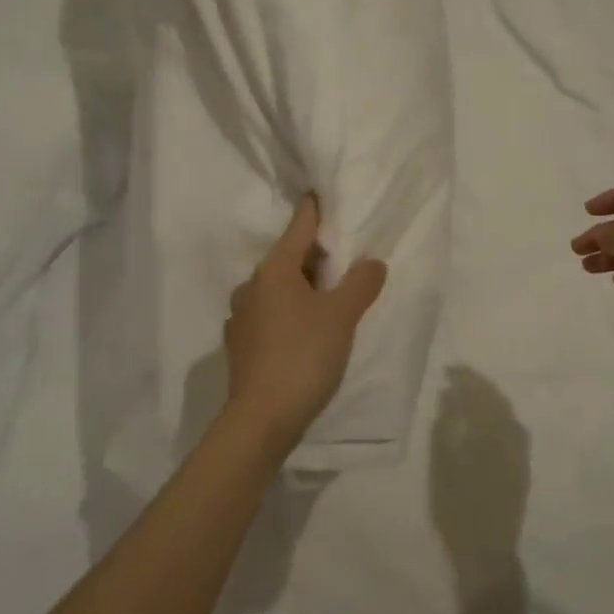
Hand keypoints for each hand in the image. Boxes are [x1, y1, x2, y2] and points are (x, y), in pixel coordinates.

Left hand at [223, 196, 387, 449]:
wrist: (261, 419)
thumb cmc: (303, 356)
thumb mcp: (341, 317)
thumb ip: (360, 284)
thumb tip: (372, 262)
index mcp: (273, 270)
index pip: (299, 227)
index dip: (316, 210)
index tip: (325, 194)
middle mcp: (251, 286)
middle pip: (288, 258)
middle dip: (315, 255)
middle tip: (345, 255)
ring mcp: (241, 317)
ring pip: (278, 289)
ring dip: (302, 286)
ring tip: (330, 296)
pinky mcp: (240, 345)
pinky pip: (270, 314)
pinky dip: (289, 312)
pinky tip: (306, 330)